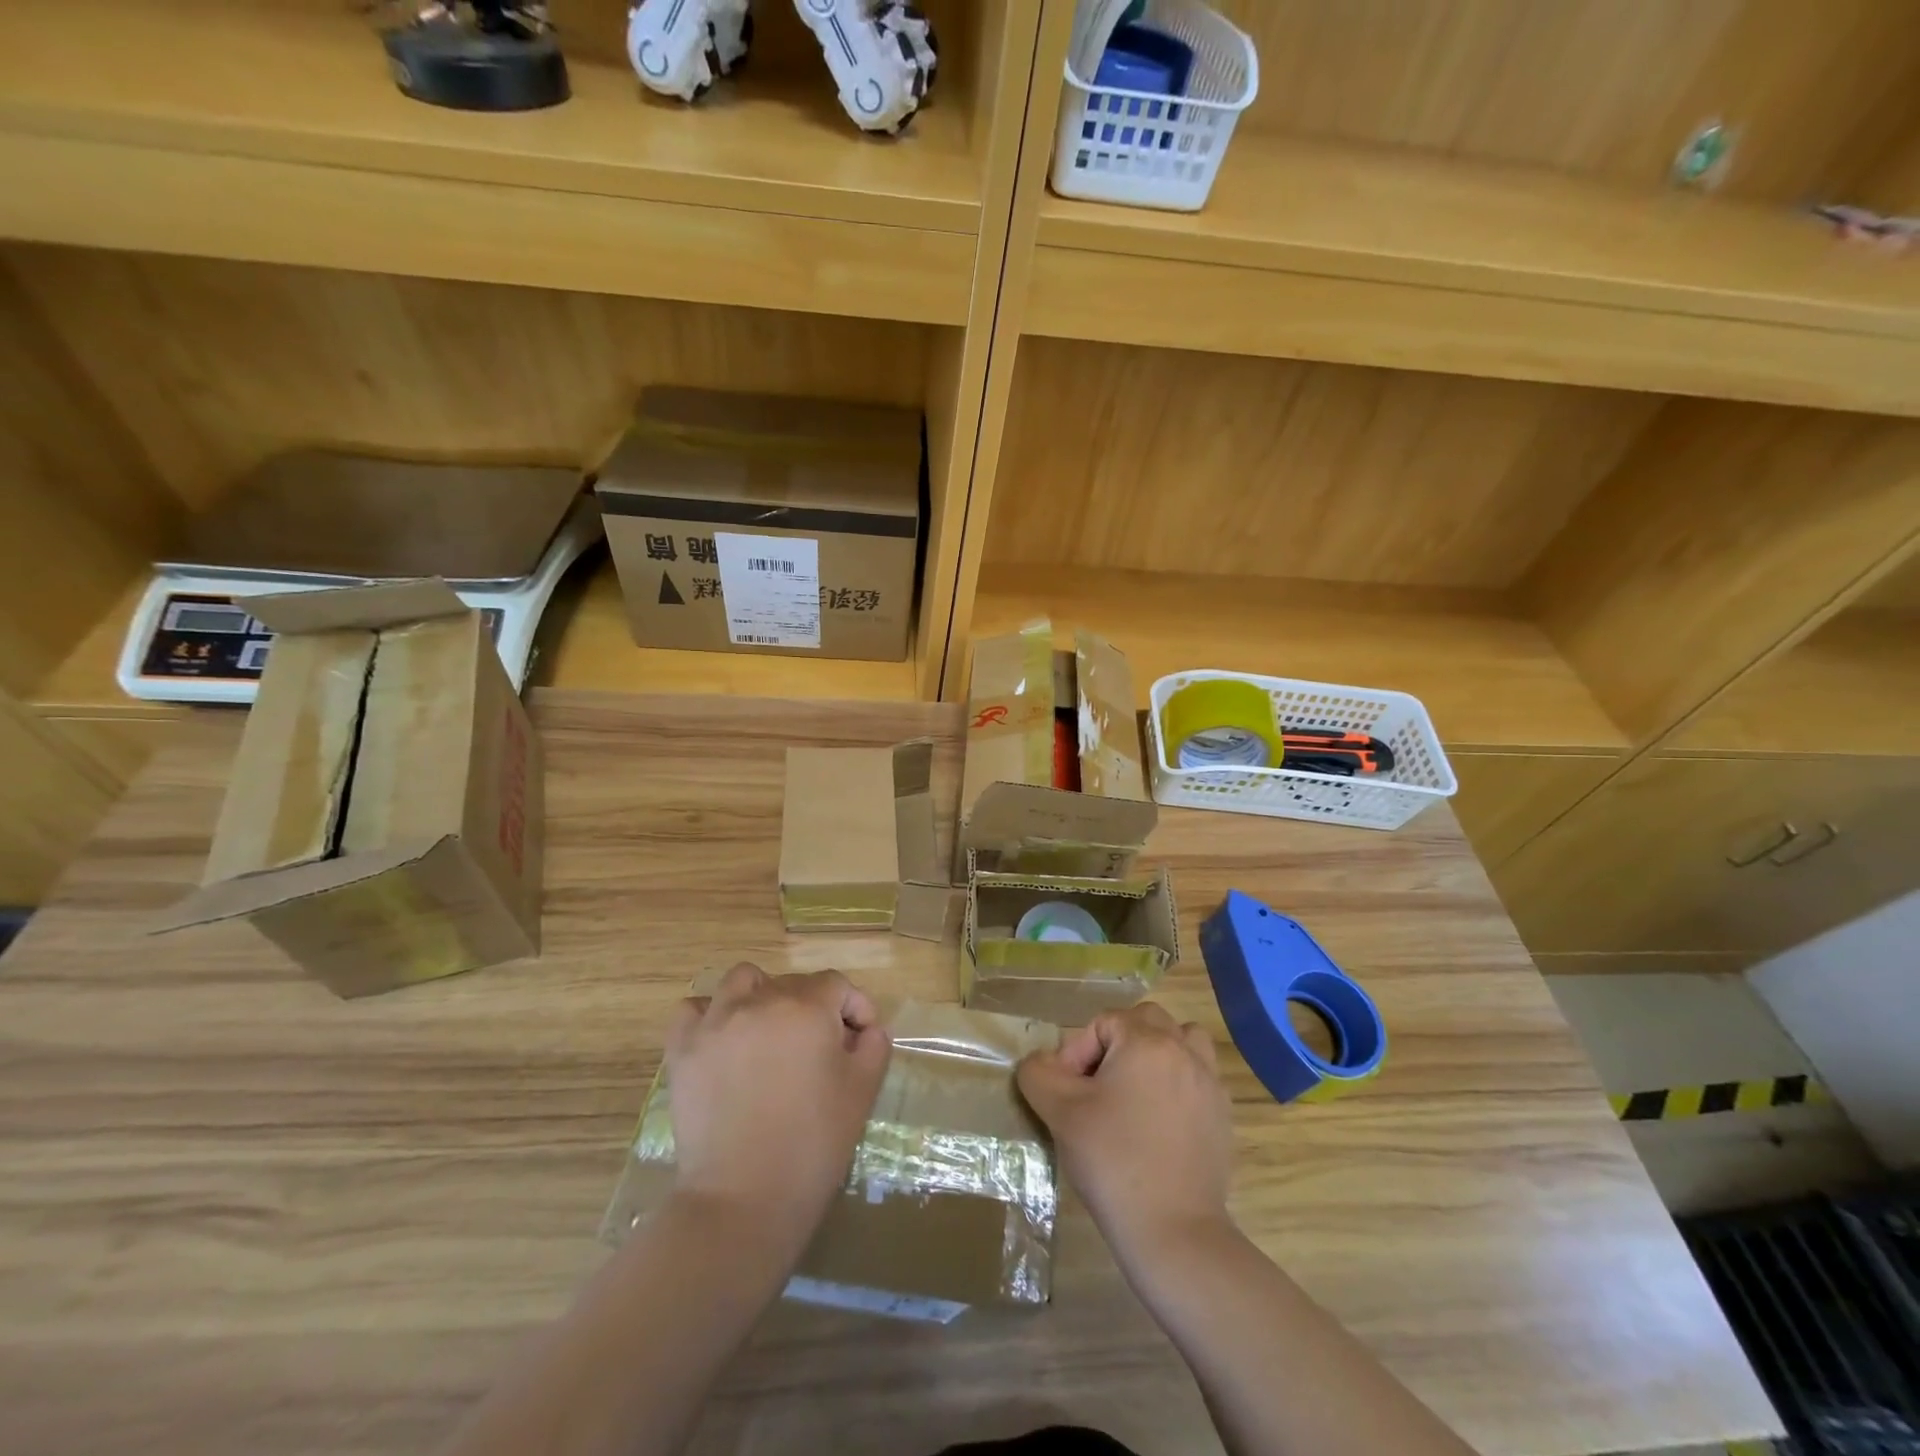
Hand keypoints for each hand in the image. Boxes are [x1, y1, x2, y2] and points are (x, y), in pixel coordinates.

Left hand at [664, 964, 889, 1245]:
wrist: (743, 1200)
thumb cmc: (813, 1145)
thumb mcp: (862, 1092)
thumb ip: (874, 1047)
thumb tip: (867, 1029)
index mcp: (806, 1008)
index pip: (836, 985)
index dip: (854, 1007)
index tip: (861, 1040)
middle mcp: (760, 1002)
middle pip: (792, 983)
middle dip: (813, 1006)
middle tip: (820, 1049)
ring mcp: (715, 1023)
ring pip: (742, 981)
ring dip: (761, 996)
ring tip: (769, 1032)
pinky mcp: (683, 1050)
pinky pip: (693, 1010)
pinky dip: (710, 1016)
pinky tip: (724, 1042)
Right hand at [1017, 1003, 1233, 1262]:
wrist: (1174, 1232)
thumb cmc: (1113, 1161)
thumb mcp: (1060, 1113)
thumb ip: (1039, 1074)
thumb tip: (1039, 1063)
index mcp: (1146, 1042)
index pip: (1104, 1022)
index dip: (1078, 1051)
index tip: (1068, 1093)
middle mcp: (1183, 1051)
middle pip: (1147, 1020)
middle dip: (1117, 1042)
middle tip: (1097, 1085)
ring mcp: (1209, 1083)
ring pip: (1183, 1040)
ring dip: (1157, 1052)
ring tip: (1134, 1089)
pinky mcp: (1222, 1116)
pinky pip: (1199, 1076)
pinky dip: (1178, 1082)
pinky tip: (1158, 1121)